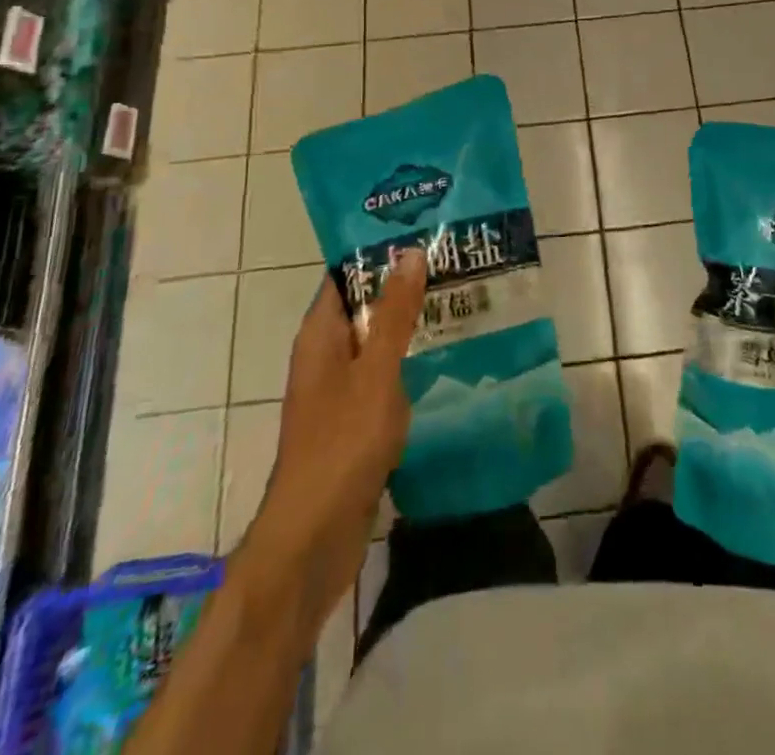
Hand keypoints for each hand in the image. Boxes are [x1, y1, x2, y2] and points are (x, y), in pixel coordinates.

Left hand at [241, 248, 426, 629]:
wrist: (313, 537)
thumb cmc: (342, 443)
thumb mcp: (376, 371)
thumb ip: (394, 313)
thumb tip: (409, 253)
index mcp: (319, 336)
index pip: (346, 276)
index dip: (379, 253)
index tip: (424, 236)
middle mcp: (325, 357)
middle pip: (364, 308)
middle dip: (404, 288)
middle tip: (455, 267)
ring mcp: (338, 392)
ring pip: (376, 345)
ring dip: (410, 327)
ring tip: (460, 304)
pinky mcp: (354, 423)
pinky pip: (383, 379)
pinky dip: (409, 365)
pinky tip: (446, 360)